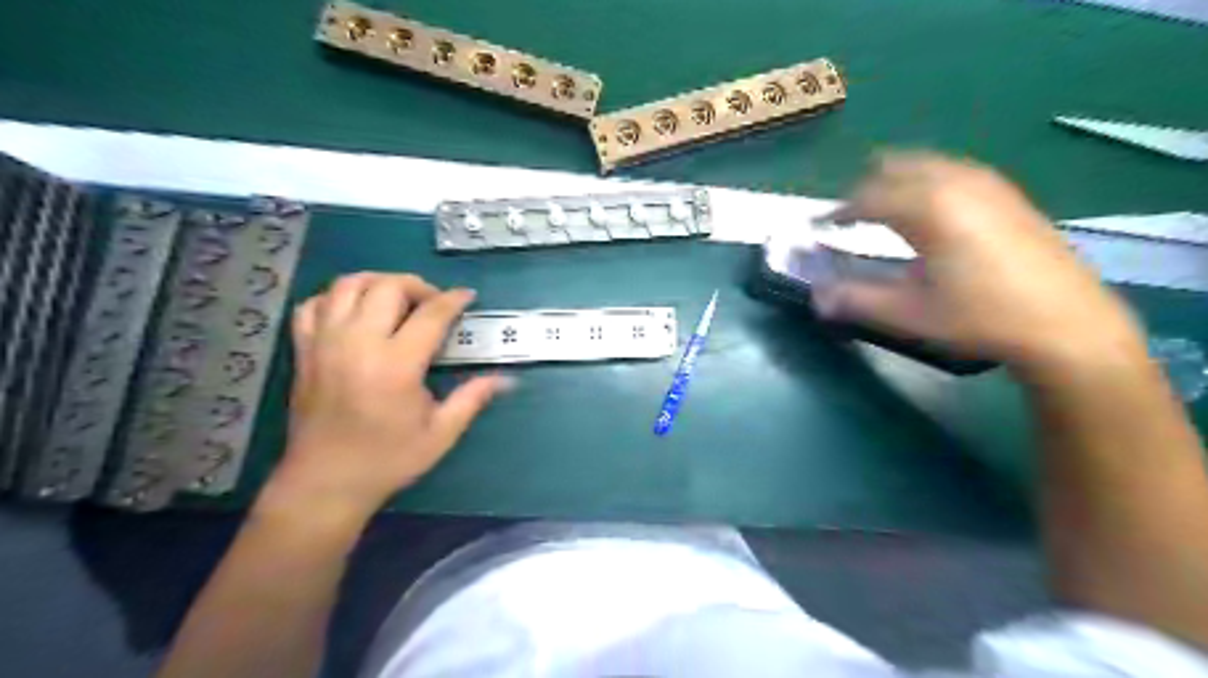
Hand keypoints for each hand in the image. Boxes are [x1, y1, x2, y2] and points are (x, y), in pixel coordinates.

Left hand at [256, 272, 508, 520]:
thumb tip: (508, 379)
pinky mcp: (304, 351)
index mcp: (396, 366)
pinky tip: (355, 312)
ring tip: (396, 298)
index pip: (430, 314)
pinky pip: (314, 304)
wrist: (324, 483)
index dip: (453, 300)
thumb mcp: (440, 434)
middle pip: (387, 287)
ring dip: (377, 282)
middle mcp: (358, 344)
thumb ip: (472, 398)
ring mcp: (325, 344)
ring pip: (347, 285)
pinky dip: (336, 298)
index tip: (467, 297)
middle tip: (433, 303)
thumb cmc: (388, 460)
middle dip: (417, 285)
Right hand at [817, 151, 1144, 373]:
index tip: (818, 228)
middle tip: (847, 220)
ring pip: (924, 164)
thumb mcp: (908, 314)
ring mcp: (986, 183)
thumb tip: (816, 297)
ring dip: (895, 182)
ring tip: (881, 215)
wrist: (1065, 323)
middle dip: (864, 189)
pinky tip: (928, 214)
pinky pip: (950, 171)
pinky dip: (924, 183)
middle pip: (894, 166)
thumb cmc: (979, 317)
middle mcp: (955, 182)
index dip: (836, 212)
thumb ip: (856, 300)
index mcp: (928, 207)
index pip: (866, 197)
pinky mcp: (1006, 192)